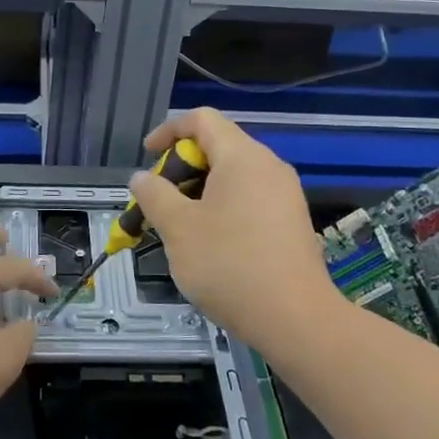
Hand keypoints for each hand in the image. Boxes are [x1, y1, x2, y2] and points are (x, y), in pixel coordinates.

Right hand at [129, 109, 340, 349]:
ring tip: (180, 226)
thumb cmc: (229, 264)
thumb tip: (142, 178)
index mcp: (242, 157)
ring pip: (233, 176)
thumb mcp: (178, 228)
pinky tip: (212, 243)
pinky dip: (223, 207)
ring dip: (200, 191)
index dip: (169, 131)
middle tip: (159, 201)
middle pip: (218, 146)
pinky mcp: (292, 221)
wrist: (296, 319)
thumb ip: (154, 195)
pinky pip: (250, 198)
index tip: (147, 156)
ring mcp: (285, 194)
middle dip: (181, 168)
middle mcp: (268, 166)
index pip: (202, 119)